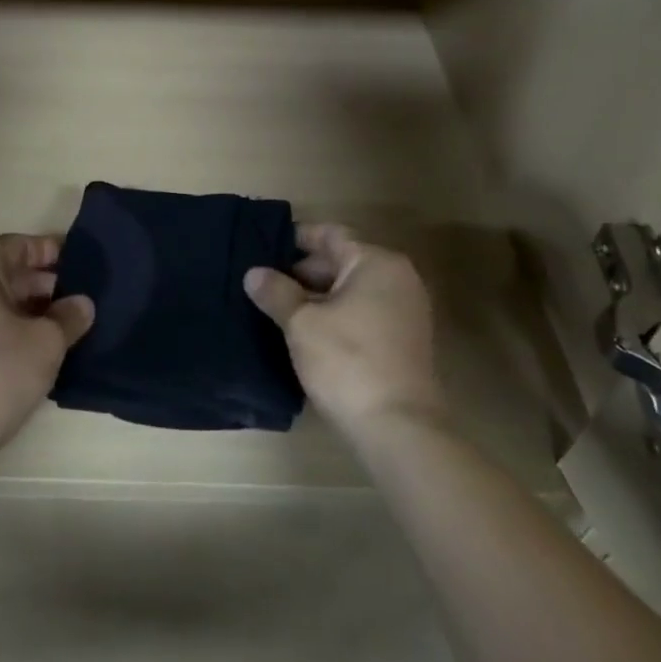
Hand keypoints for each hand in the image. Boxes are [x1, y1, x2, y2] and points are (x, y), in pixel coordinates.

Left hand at [0, 234, 93, 459]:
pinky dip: (11, 331)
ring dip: (30, 311)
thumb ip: (69, 316)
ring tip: (66, 326)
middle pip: (4, 274)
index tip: (83, 264)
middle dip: (44, 284)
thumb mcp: (46, 341)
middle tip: (81, 299)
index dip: (51, 251)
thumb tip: (81, 304)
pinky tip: (38, 350)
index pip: (17, 245)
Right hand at [244, 223, 445, 438]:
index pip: (331, 235)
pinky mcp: (405, 340)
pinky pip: (364, 312)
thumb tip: (254, 273)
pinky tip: (308, 332)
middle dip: (303, 271)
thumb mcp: (302, 324)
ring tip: (279, 307)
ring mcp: (406, 310)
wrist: (398, 427)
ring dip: (318, 296)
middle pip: (343, 261)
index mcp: (377, 263)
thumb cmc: (348, 362)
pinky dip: (337, 314)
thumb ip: (276, 292)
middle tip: (266, 282)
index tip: (265, 244)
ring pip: (353, 290)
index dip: (297, 238)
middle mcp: (398, 278)